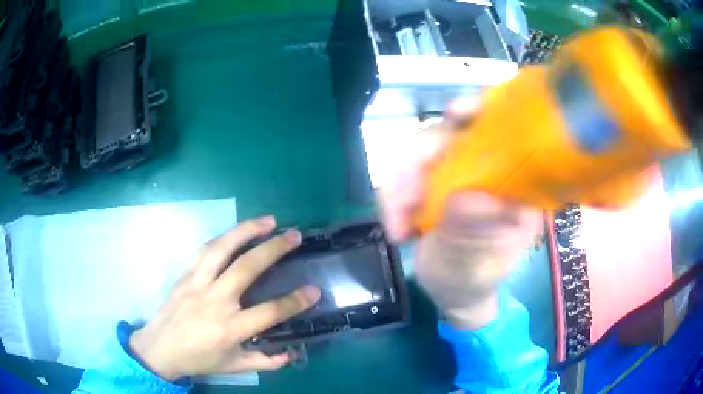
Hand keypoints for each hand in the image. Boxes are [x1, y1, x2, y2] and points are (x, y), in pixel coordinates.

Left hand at [129, 217, 320, 379]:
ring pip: (222, 249)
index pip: (269, 312)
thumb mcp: (234, 366)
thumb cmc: (198, 359)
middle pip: (246, 268)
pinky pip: (205, 251)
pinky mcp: (185, 275)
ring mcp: (197, 284)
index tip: (314, 290)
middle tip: (294, 235)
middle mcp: (215, 301)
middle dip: (274, 249)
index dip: (295, 301)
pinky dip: (224, 238)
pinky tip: (236, 233)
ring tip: (267, 220)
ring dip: (246, 231)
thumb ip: (265, 361)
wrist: (159, 348)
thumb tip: (291, 354)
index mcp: (229, 328)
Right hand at [380, 99, 541, 328]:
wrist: (454, 294)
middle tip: (399, 205)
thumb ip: (472, 235)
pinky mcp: (441, 179)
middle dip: (418, 162)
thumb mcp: (473, 267)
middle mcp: (494, 170)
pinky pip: (411, 168)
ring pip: (425, 150)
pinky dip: (396, 190)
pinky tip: (395, 219)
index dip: (483, 111)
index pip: (508, 130)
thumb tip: (469, 196)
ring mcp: (465, 173)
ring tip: (395, 223)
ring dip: (400, 183)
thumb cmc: (471, 283)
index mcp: (520, 187)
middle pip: (456, 133)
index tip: (454, 113)